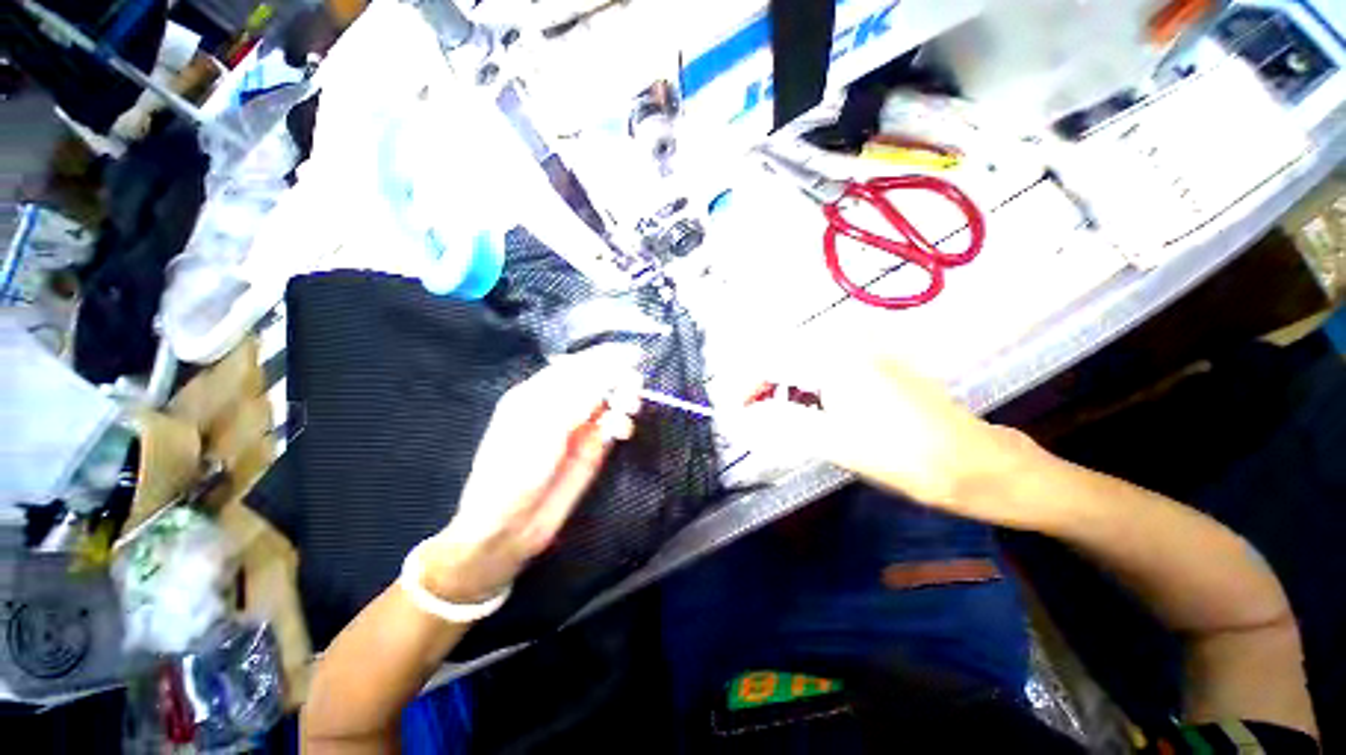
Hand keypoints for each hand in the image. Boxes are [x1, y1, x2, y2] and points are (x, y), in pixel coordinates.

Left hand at [418, 345, 642, 603]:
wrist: (510, 526)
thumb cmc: (515, 469)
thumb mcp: (543, 425)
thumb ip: (579, 394)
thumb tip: (612, 367)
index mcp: (540, 392)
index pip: (578, 365)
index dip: (606, 357)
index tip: (635, 354)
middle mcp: (561, 405)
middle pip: (598, 380)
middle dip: (618, 379)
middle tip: (633, 387)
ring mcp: (579, 426)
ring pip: (610, 401)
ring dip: (624, 399)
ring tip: (629, 408)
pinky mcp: (593, 448)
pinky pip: (614, 426)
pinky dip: (622, 423)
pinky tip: (622, 430)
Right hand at [732, 345, 1038, 523]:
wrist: (974, 461)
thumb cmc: (906, 457)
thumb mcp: (836, 443)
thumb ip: (782, 423)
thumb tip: (741, 418)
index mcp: (836, 361)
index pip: (770, 362)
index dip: (743, 386)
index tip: (731, 412)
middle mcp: (847, 344)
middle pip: (782, 353)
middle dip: (758, 382)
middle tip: (749, 414)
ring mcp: (863, 349)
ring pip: (801, 357)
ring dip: (780, 382)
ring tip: (773, 413)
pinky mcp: (873, 360)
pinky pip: (823, 362)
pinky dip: (804, 382)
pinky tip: (807, 404)